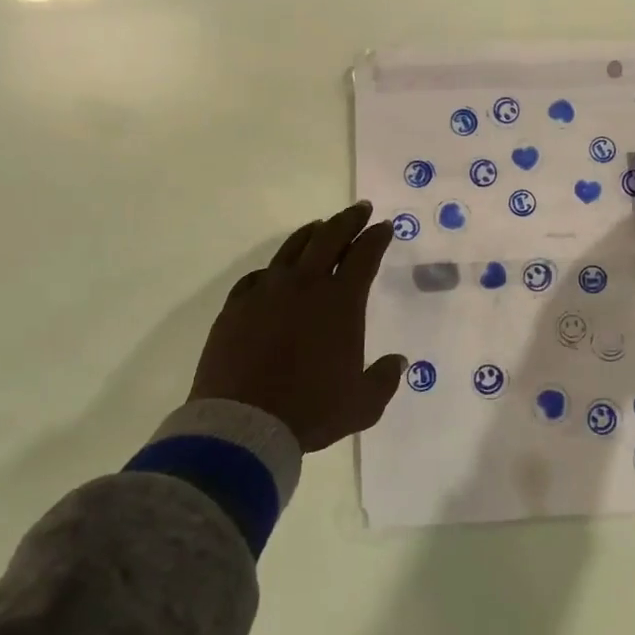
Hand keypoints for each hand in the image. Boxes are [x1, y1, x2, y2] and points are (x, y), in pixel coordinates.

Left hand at [188, 201, 406, 452]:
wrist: (243, 424)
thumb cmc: (311, 410)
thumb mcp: (362, 404)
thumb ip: (384, 379)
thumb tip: (397, 362)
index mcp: (340, 301)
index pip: (364, 255)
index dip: (377, 237)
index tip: (384, 227)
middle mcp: (304, 286)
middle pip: (329, 238)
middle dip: (348, 220)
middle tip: (360, 209)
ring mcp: (266, 292)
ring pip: (291, 249)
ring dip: (311, 234)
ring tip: (320, 227)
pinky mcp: (236, 307)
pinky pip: (258, 277)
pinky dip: (273, 269)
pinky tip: (275, 273)